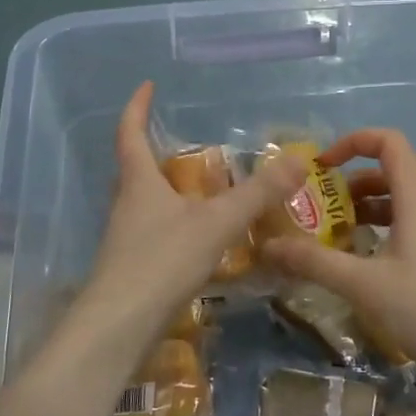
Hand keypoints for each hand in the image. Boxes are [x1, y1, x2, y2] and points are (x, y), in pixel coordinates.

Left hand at [76, 83, 304, 344]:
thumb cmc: (161, 262)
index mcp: (139, 183)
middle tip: (180, 141)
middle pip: (134, 169)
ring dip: (165, 190)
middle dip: (152, 150)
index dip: (137, 107)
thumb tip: (298, 159)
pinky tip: (195, 240)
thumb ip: (258, 193)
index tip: (147, 86)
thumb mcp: (216, 223)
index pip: (130, 133)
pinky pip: (153, 233)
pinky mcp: (130, 269)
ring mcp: (125, 239)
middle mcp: (126, 205)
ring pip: (144, 203)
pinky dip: (173, 225)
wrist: (117, 330)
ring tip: (196, 188)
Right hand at [263, 129, 415, 385]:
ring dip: (359, 207)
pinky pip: (398, 225)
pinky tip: (352, 259)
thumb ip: (313, 261)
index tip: (323, 167)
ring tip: (330, 233)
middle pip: (388, 169)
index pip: (389, 142)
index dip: (354, 142)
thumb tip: (268, 246)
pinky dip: (372, 230)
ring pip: (392, 199)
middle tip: (319, 206)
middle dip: (349, 179)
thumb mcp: (361, 283)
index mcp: (414, 199)